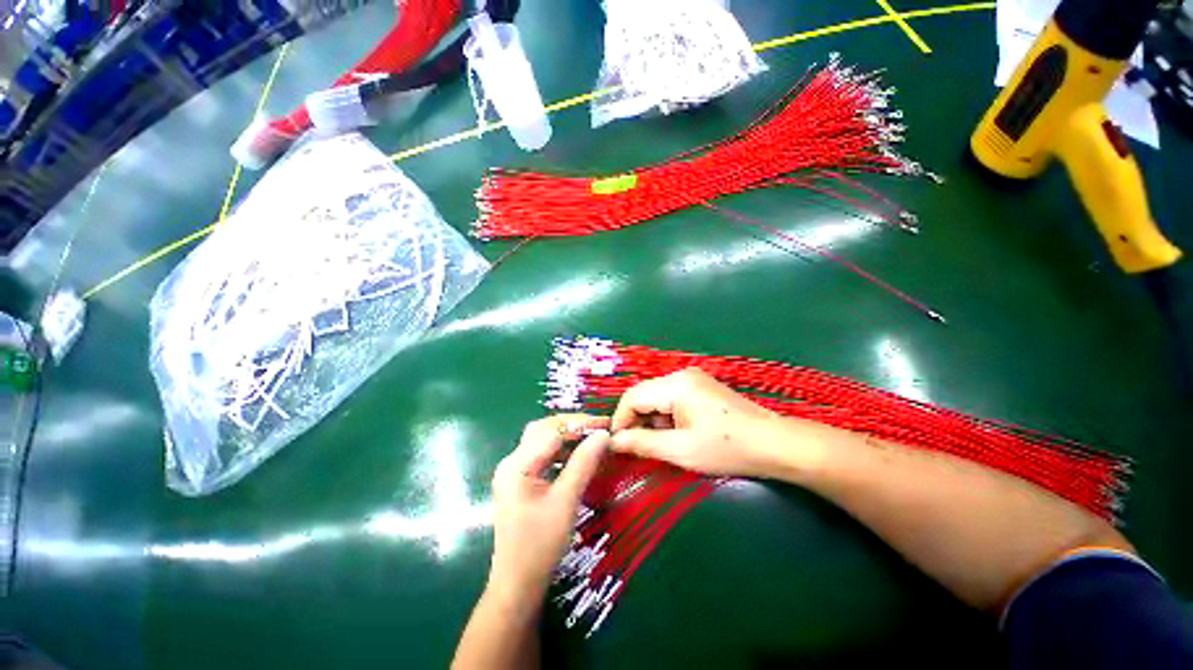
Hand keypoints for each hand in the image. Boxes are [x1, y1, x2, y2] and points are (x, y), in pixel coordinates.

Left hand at [488, 414, 610, 605]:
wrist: (517, 586)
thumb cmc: (540, 545)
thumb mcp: (566, 501)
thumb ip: (583, 464)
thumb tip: (603, 434)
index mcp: (517, 464)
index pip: (551, 431)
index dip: (580, 424)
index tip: (606, 424)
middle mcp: (512, 462)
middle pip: (543, 430)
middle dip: (571, 425)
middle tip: (598, 428)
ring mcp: (514, 472)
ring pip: (542, 441)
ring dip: (566, 437)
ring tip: (591, 439)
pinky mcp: (520, 482)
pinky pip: (542, 456)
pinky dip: (561, 452)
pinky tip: (577, 457)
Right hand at [610, 368, 784, 477]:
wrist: (775, 444)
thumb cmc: (727, 448)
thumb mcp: (681, 450)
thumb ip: (642, 443)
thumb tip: (613, 442)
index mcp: (675, 384)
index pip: (632, 397)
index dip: (620, 420)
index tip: (616, 445)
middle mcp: (681, 375)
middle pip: (644, 395)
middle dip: (635, 421)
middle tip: (635, 448)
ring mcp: (693, 380)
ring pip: (657, 397)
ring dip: (651, 420)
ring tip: (658, 445)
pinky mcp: (701, 388)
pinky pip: (672, 399)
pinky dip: (665, 417)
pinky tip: (675, 435)